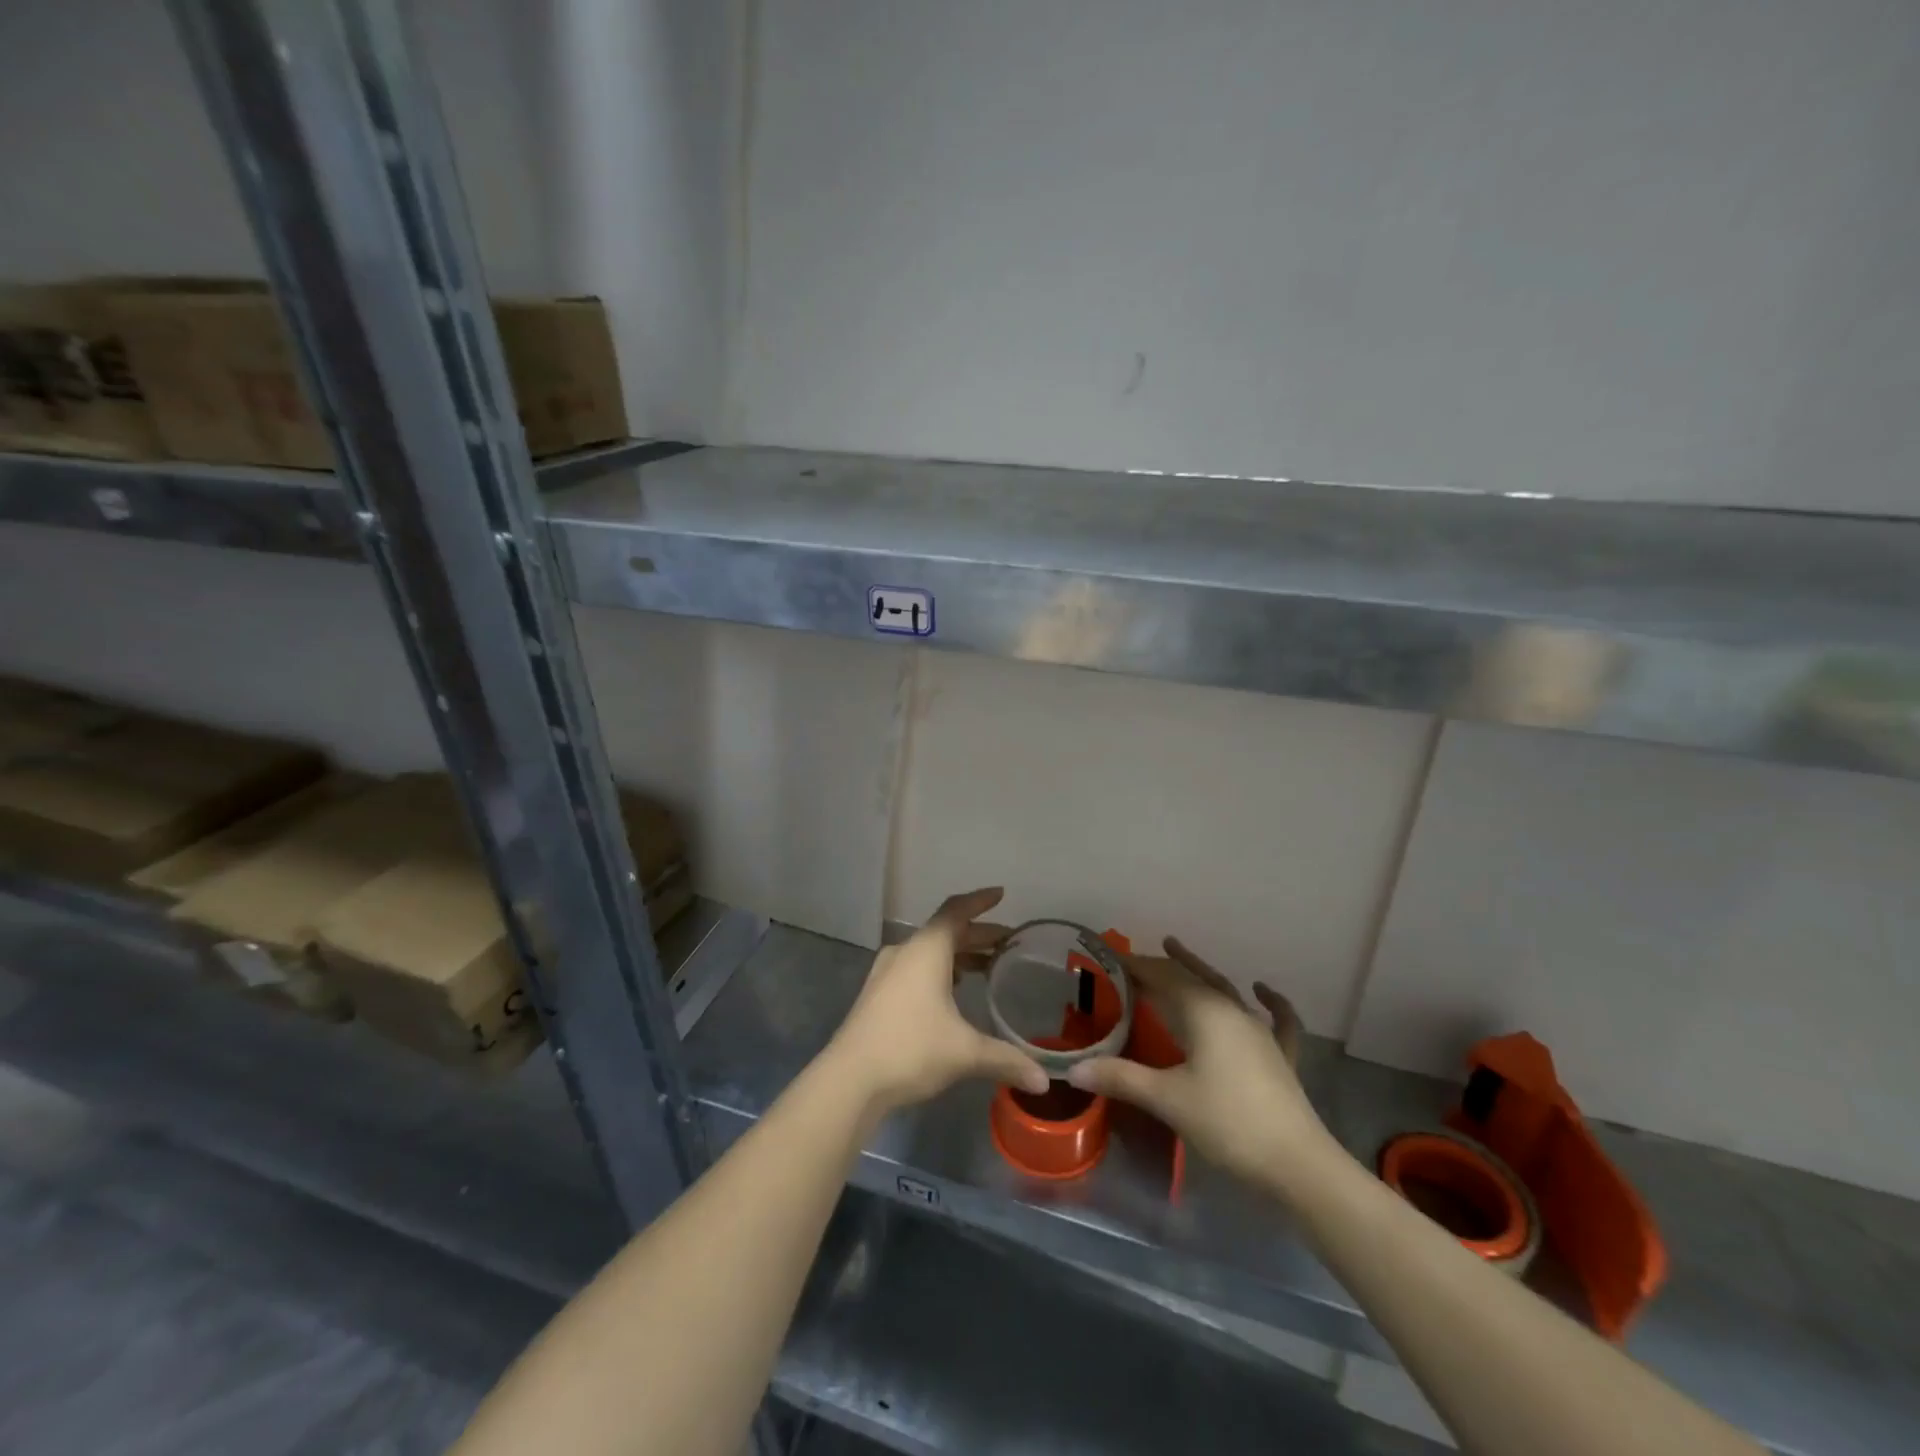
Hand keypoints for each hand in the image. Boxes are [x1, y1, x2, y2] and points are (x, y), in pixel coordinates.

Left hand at [826, 888, 1048, 1115]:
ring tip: (987, 966)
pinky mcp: (877, 994)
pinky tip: (953, 992)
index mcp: (926, 950)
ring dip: (958, 954)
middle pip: (945, 932)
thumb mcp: (965, 1053)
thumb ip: (1006, 1059)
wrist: (849, 1080)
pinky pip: (915, 968)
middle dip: (978, 934)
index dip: (980, 901)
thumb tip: (1044, 1082)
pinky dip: (940, 970)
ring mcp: (887, 973)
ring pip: (929, 951)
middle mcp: (905, 952)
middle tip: (1008, 941)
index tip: (1001, 894)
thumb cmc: (910, 1050)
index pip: (956, 911)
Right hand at [1066, 937, 1339, 1195]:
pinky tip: (1263, 990)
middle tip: (1135, 959)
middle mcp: (1232, 1011)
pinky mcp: (1280, 1057)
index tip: (1111, 958)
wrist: (1297, 1164)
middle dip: (1162, 965)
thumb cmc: (1227, 1122)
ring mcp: (1261, 1033)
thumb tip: (1074, 1068)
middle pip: (1192, 978)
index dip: (1136, 966)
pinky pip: (1276, 1019)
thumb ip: (1121, 1078)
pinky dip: (1269, 1001)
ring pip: (1225, 990)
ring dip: (1200, 970)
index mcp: (1204, 1012)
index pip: (1163, 977)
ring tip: (1179, 951)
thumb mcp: (1167, 1099)